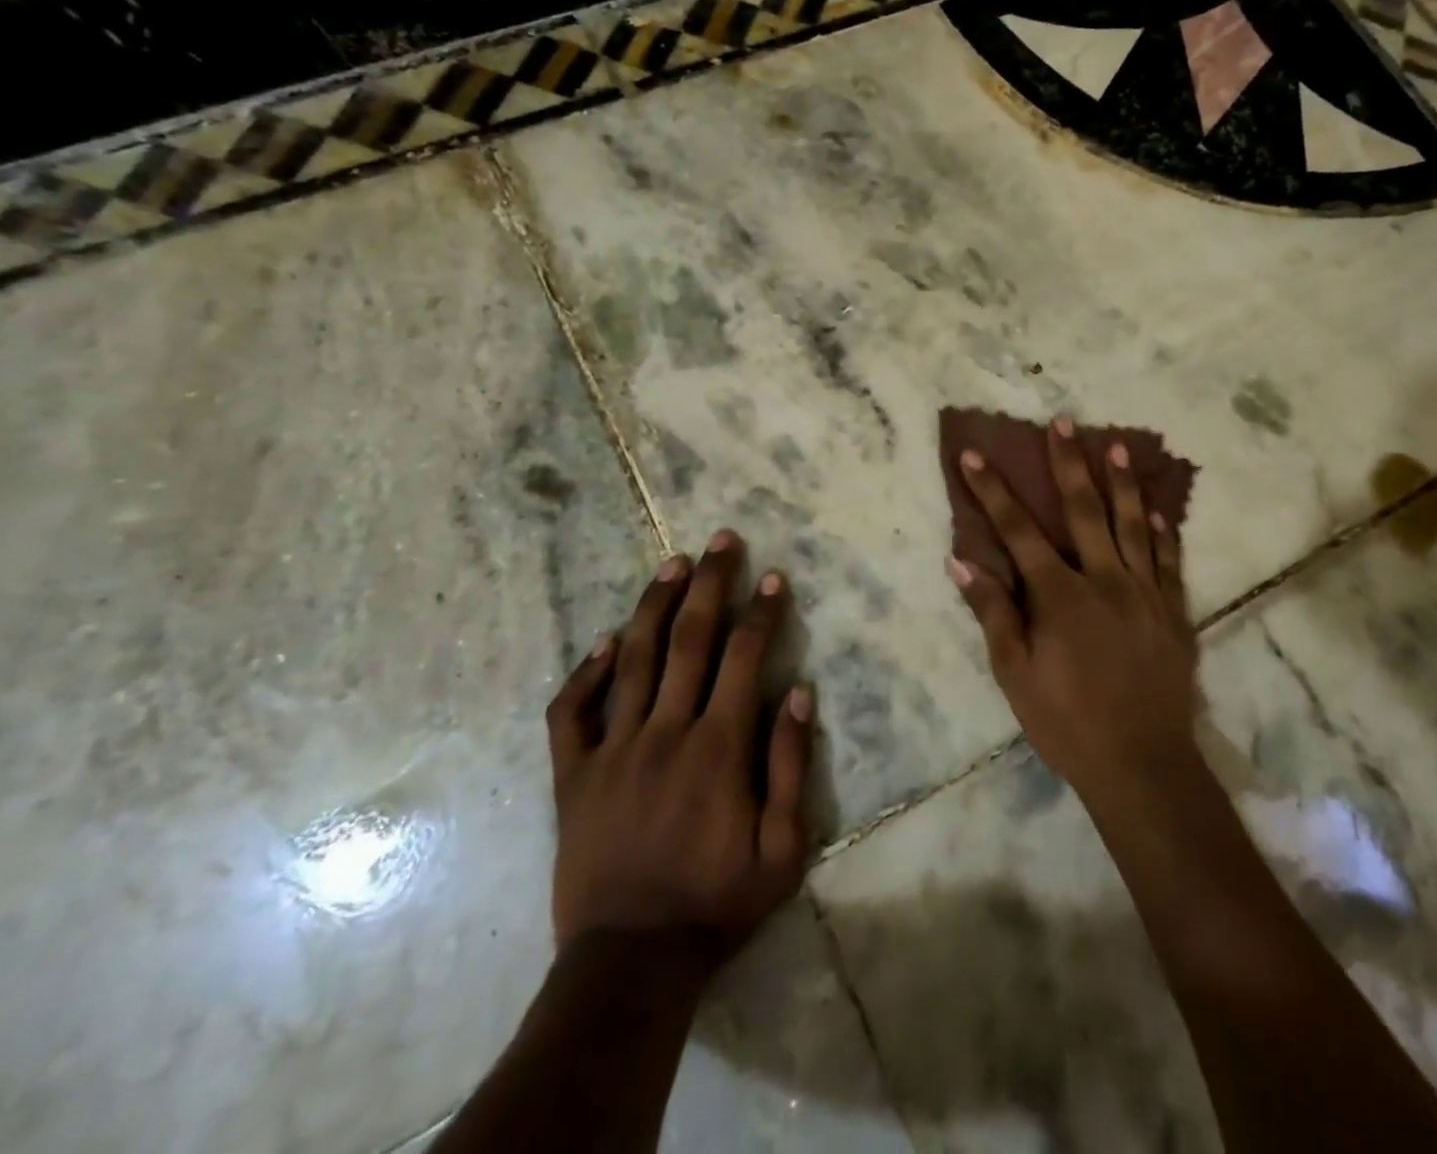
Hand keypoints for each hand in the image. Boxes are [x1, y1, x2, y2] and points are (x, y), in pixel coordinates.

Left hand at [545, 529, 813, 962]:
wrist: (630, 962)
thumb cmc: (717, 902)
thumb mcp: (783, 847)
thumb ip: (790, 764)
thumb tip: (799, 690)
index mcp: (718, 747)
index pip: (744, 657)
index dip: (761, 612)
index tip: (772, 577)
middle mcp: (665, 732)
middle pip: (689, 640)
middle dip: (710, 584)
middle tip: (722, 540)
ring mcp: (613, 751)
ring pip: (632, 659)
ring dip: (654, 605)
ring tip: (672, 564)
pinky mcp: (573, 776)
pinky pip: (571, 712)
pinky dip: (585, 672)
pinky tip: (603, 642)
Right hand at [947, 417, 1198, 795]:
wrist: (1141, 763)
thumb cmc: (1066, 721)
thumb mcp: (1015, 673)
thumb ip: (991, 612)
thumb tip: (961, 560)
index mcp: (1060, 594)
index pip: (1018, 531)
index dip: (993, 491)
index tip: (974, 455)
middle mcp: (1105, 579)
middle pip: (1085, 510)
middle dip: (1068, 463)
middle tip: (1063, 422)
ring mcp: (1145, 592)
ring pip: (1134, 524)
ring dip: (1124, 483)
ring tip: (1119, 446)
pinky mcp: (1174, 612)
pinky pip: (1170, 561)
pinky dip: (1164, 531)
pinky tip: (1160, 510)